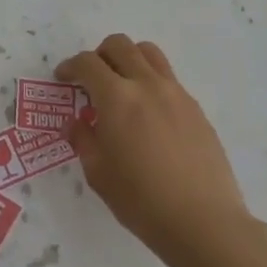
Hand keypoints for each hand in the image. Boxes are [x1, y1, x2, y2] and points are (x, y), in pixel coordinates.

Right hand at [58, 35, 257, 266]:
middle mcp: (147, 85)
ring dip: (128, 59)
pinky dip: (151, 81)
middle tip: (90, 78)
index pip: (88, 63)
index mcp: (117, 98)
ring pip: (149, 53)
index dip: (70, 66)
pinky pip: (168, 79)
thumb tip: (78, 123)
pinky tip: (148, 114)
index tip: (63, 78)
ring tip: (121, 85)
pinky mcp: (196, 108)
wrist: (203, 221)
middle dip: (99, 54)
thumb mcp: (98, 174)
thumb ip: (83, 140)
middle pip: (120, 45)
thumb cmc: (142, 201)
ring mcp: (176, 93)